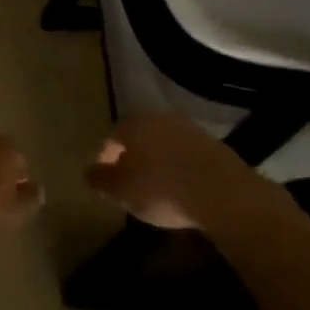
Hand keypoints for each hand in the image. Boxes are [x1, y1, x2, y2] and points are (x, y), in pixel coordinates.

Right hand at [86, 113, 268, 230]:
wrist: (221, 192)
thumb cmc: (161, 189)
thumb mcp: (122, 191)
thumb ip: (101, 180)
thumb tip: (88, 171)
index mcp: (133, 124)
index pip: (111, 136)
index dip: (105, 157)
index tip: (104, 178)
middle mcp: (159, 117)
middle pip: (139, 135)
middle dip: (132, 155)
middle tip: (128, 181)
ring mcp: (188, 127)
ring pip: (163, 141)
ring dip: (156, 159)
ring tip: (155, 185)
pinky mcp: (212, 142)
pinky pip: (185, 152)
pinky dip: (178, 165)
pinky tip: (180, 186)